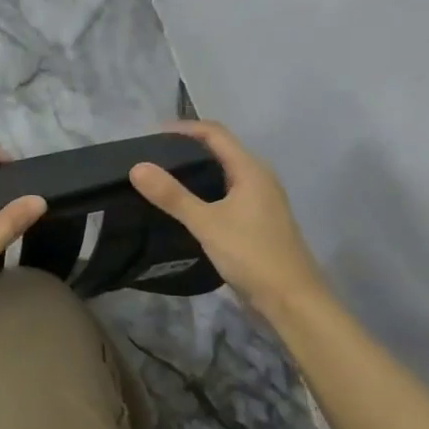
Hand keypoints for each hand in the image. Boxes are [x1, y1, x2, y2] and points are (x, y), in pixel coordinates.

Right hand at [129, 120, 326, 316]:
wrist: (291, 299)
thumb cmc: (252, 255)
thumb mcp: (207, 224)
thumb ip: (173, 196)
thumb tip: (137, 167)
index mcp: (251, 170)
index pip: (215, 134)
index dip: (184, 128)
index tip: (150, 136)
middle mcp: (259, 179)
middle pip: (220, 151)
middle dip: (186, 149)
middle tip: (151, 158)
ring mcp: (260, 202)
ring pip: (223, 175)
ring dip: (195, 173)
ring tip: (161, 180)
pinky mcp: (256, 222)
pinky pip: (226, 196)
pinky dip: (203, 193)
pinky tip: (184, 209)